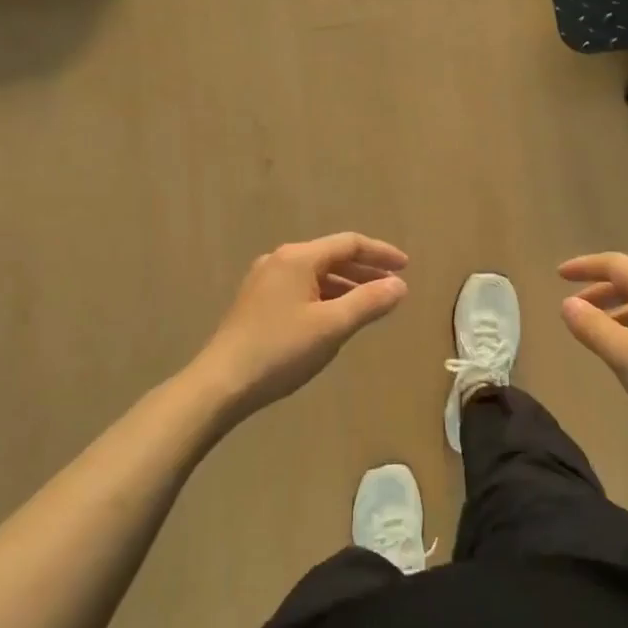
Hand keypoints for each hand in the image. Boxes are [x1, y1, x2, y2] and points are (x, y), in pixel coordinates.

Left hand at [193, 233, 408, 421]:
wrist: (221, 384)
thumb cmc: (281, 351)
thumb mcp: (332, 326)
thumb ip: (369, 302)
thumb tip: (399, 285)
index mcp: (298, 258)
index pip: (349, 244)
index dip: (381, 253)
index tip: (406, 267)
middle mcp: (280, 261)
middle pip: (332, 256)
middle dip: (366, 269)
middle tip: (393, 286)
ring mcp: (264, 281)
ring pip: (316, 274)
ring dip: (346, 285)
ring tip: (371, 304)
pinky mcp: (256, 302)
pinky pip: (302, 288)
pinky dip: (326, 296)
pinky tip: (335, 316)